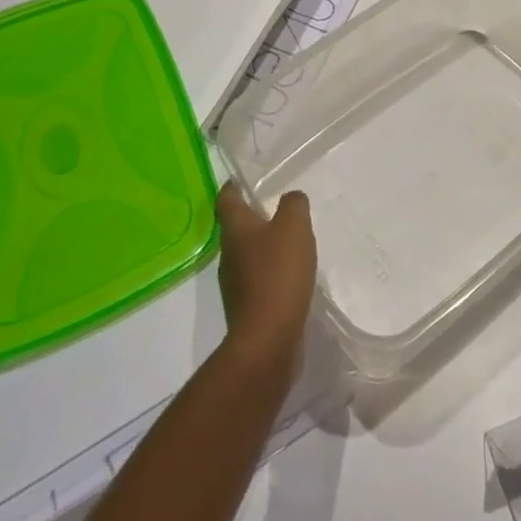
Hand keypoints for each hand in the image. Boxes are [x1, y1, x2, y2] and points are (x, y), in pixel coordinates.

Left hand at [215, 185, 317, 378]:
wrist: (267, 340)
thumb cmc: (278, 273)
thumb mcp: (294, 227)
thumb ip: (294, 205)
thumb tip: (291, 199)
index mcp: (235, 229)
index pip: (226, 198)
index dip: (233, 186)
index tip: (243, 179)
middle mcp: (229, 254)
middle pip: (237, 227)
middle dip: (253, 217)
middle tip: (278, 209)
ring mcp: (235, 284)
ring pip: (247, 254)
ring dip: (264, 246)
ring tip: (290, 242)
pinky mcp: (247, 307)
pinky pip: (258, 280)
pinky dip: (271, 273)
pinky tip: (291, 276)